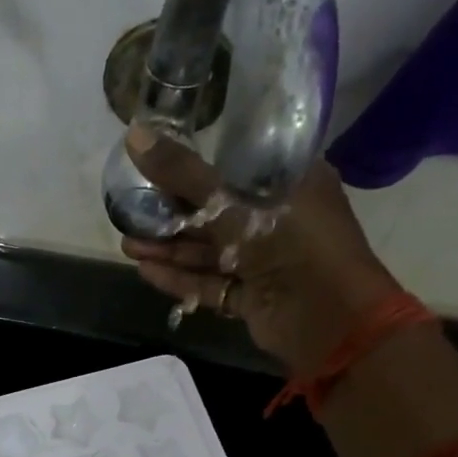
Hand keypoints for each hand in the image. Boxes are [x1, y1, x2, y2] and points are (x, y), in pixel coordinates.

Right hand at [119, 124, 398, 373]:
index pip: (236, 164)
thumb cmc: (292, 244)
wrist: (329, 320)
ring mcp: (265, 261)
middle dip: (172, 213)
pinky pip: (211, 283)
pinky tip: (146, 271)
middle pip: (216, 211)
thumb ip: (184, 175)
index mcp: (290, 181)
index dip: (196, 163)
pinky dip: (182, 278)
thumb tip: (134, 135)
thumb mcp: (235, 204)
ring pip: (210, 251)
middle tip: (131, 209)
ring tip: (128, 243)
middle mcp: (278, 218)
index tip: (157, 161)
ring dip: (170, 248)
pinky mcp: (253, 296)